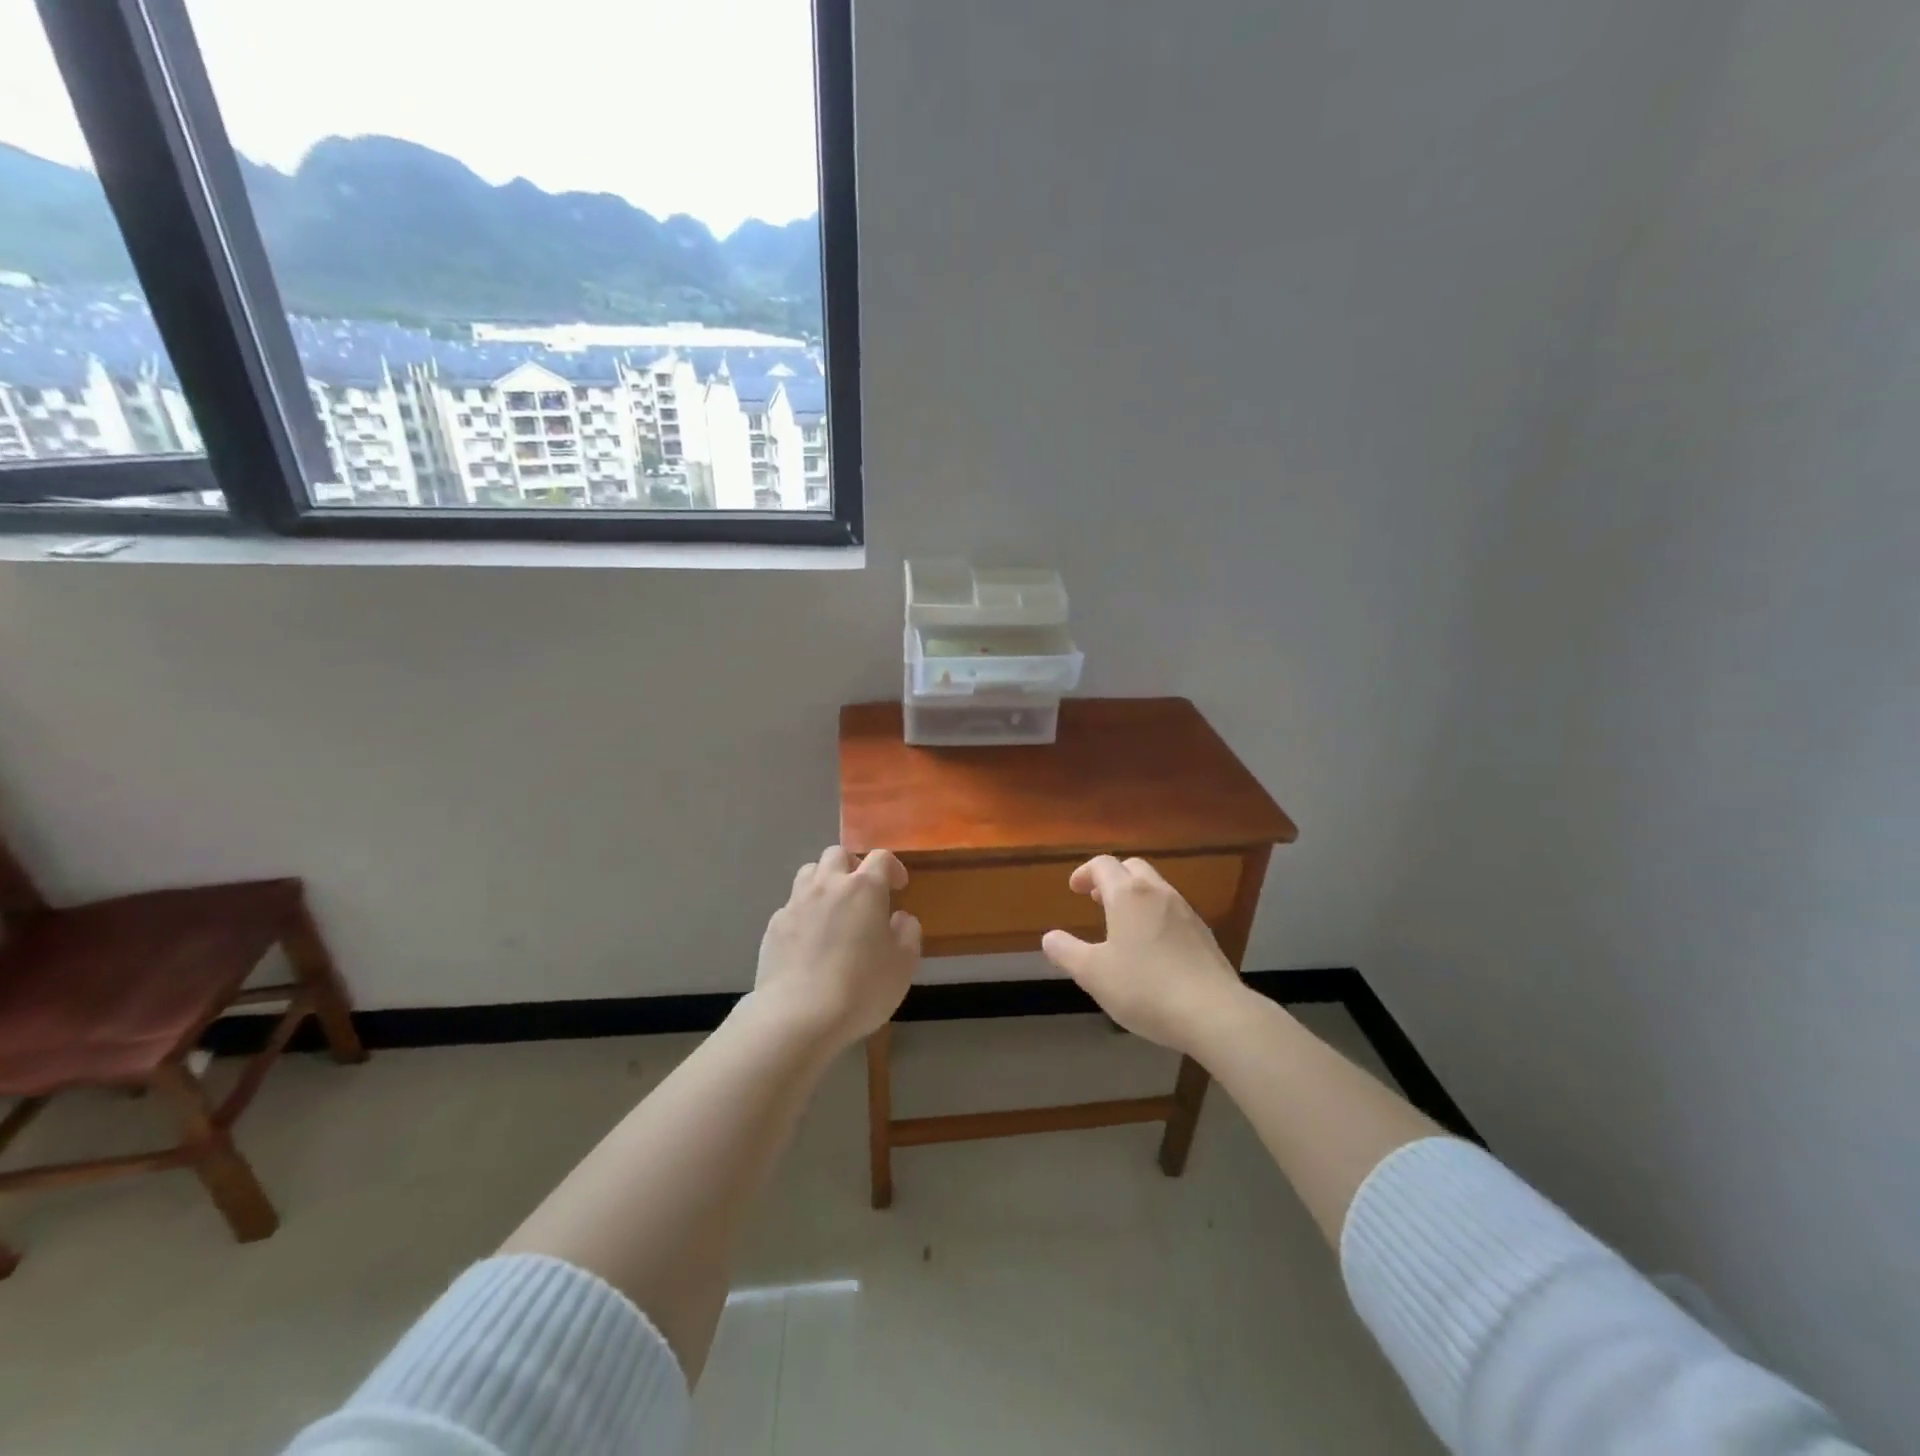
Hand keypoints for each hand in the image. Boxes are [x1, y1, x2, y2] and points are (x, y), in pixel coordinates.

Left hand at [751, 845, 921, 1051]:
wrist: (798, 1016)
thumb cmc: (861, 988)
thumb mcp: (903, 965)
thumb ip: (908, 933)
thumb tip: (899, 918)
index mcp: (864, 888)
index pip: (881, 857)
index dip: (893, 868)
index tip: (898, 887)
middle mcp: (828, 885)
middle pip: (837, 854)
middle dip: (852, 866)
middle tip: (862, 892)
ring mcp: (796, 903)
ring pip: (809, 872)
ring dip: (824, 881)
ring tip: (833, 908)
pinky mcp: (774, 926)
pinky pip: (791, 905)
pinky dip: (804, 912)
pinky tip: (809, 939)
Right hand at [1041, 856, 1244, 1052]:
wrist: (1214, 1013)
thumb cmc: (1145, 987)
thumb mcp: (1093, 974)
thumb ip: (1066, 952)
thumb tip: (1050, 938)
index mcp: (1128, 895)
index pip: (1103, 865)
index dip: (1085, 872)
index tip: (1074, 889)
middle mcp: (1158, 893)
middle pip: (1133, 868)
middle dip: (1112, 878)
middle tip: (1096, 899)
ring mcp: (1186, 912)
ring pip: (1156, 888)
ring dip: (1135, 896)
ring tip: (1122, 924)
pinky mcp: (1204, 935)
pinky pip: (1173, 911)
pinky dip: (1155, 915)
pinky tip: (1152, 947)